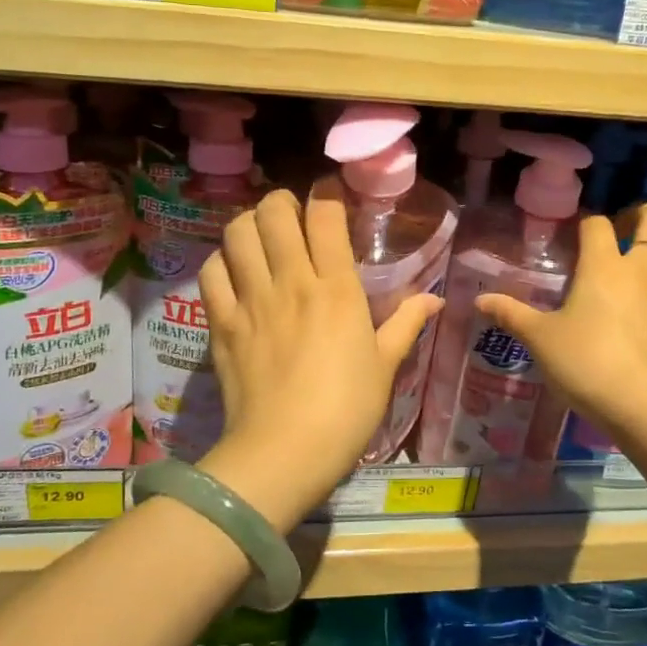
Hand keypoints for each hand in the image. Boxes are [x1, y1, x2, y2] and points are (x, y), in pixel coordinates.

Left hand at [197, 188, 440, 526]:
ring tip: (262, 236)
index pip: (325, 216)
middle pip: (275, 212)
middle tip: (293, 214)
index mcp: (337, 289)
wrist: (284, 452)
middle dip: (284, 201)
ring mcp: (251, 300)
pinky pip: (212, 272)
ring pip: (238, 233)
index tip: (331, 195)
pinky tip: (235, 271)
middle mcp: (292, 282)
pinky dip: (222, 261)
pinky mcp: (221, 323)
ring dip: (250, 223)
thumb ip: (407, 324)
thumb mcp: (386, 366)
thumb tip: (434, 299)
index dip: (327, 194)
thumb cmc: (347, 410)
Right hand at [475, 202, 646, 444]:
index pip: (597, 223)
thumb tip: (479, 300)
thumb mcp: (541, 341)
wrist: (646, 407)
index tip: (578, 235)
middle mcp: (645, 267)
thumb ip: (512, 315)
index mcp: (604, 265)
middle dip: (643, 215)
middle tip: (625, 232)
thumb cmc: (587, 365)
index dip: (587, 223)